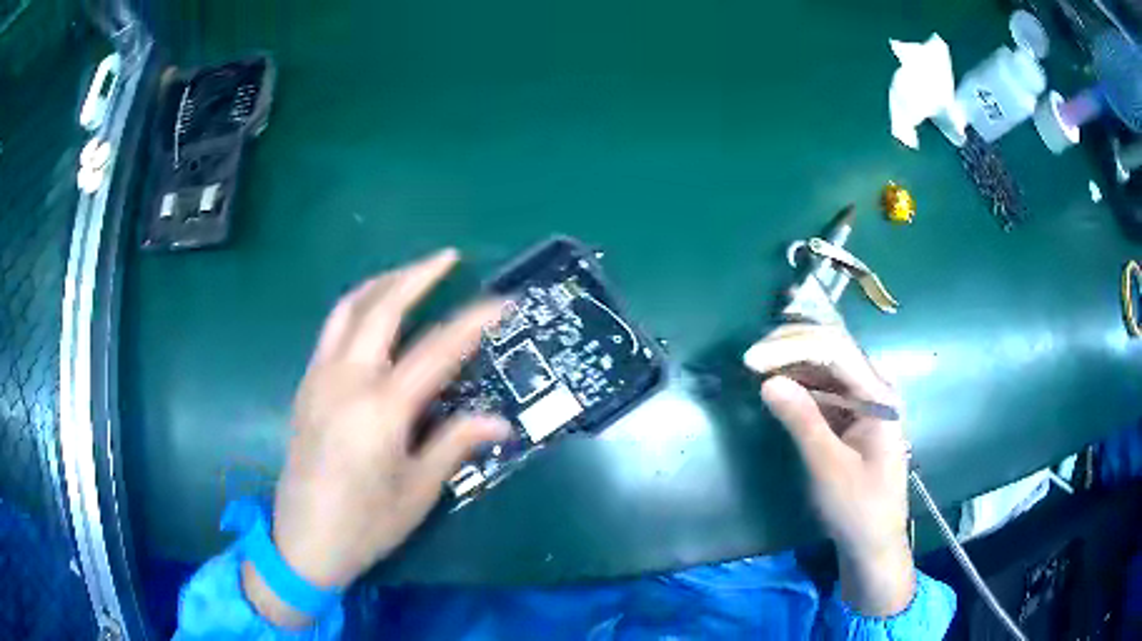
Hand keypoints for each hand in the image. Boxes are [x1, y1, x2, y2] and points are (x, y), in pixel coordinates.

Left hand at [243, 249, 509, 626]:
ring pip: (348, 309)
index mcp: (380, 409)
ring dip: (382, 283)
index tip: (502, 301)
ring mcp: (319, 378)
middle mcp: (345, 380)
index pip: (436, 349)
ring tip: (410, 274)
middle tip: (448, 258)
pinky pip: (332, 329)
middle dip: (417, 274)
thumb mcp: (418, 491)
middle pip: (382, 307)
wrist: (302, 542)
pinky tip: (374, 317)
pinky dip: (358, 307)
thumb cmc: (366, 524)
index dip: (472, 321)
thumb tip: (499, 421)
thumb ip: (455, 444)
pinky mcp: (306, 386)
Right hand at [745, 323, 914, 615]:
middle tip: (749, 358)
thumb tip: (768, 380)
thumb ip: (802, 421)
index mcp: (879, 396)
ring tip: (756, 365)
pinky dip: (798, 382)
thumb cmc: (858, 509)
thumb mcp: (828, 467)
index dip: (793, 347)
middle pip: (833, 350)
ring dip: (791, 361)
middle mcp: (875, 388)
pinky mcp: (852, 416)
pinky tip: (776, 382)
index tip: (752, 360)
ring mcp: (864, 401)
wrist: (874, 544)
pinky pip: (824, 387)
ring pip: (826, 366)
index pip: (836, 351)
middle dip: (791, 346)